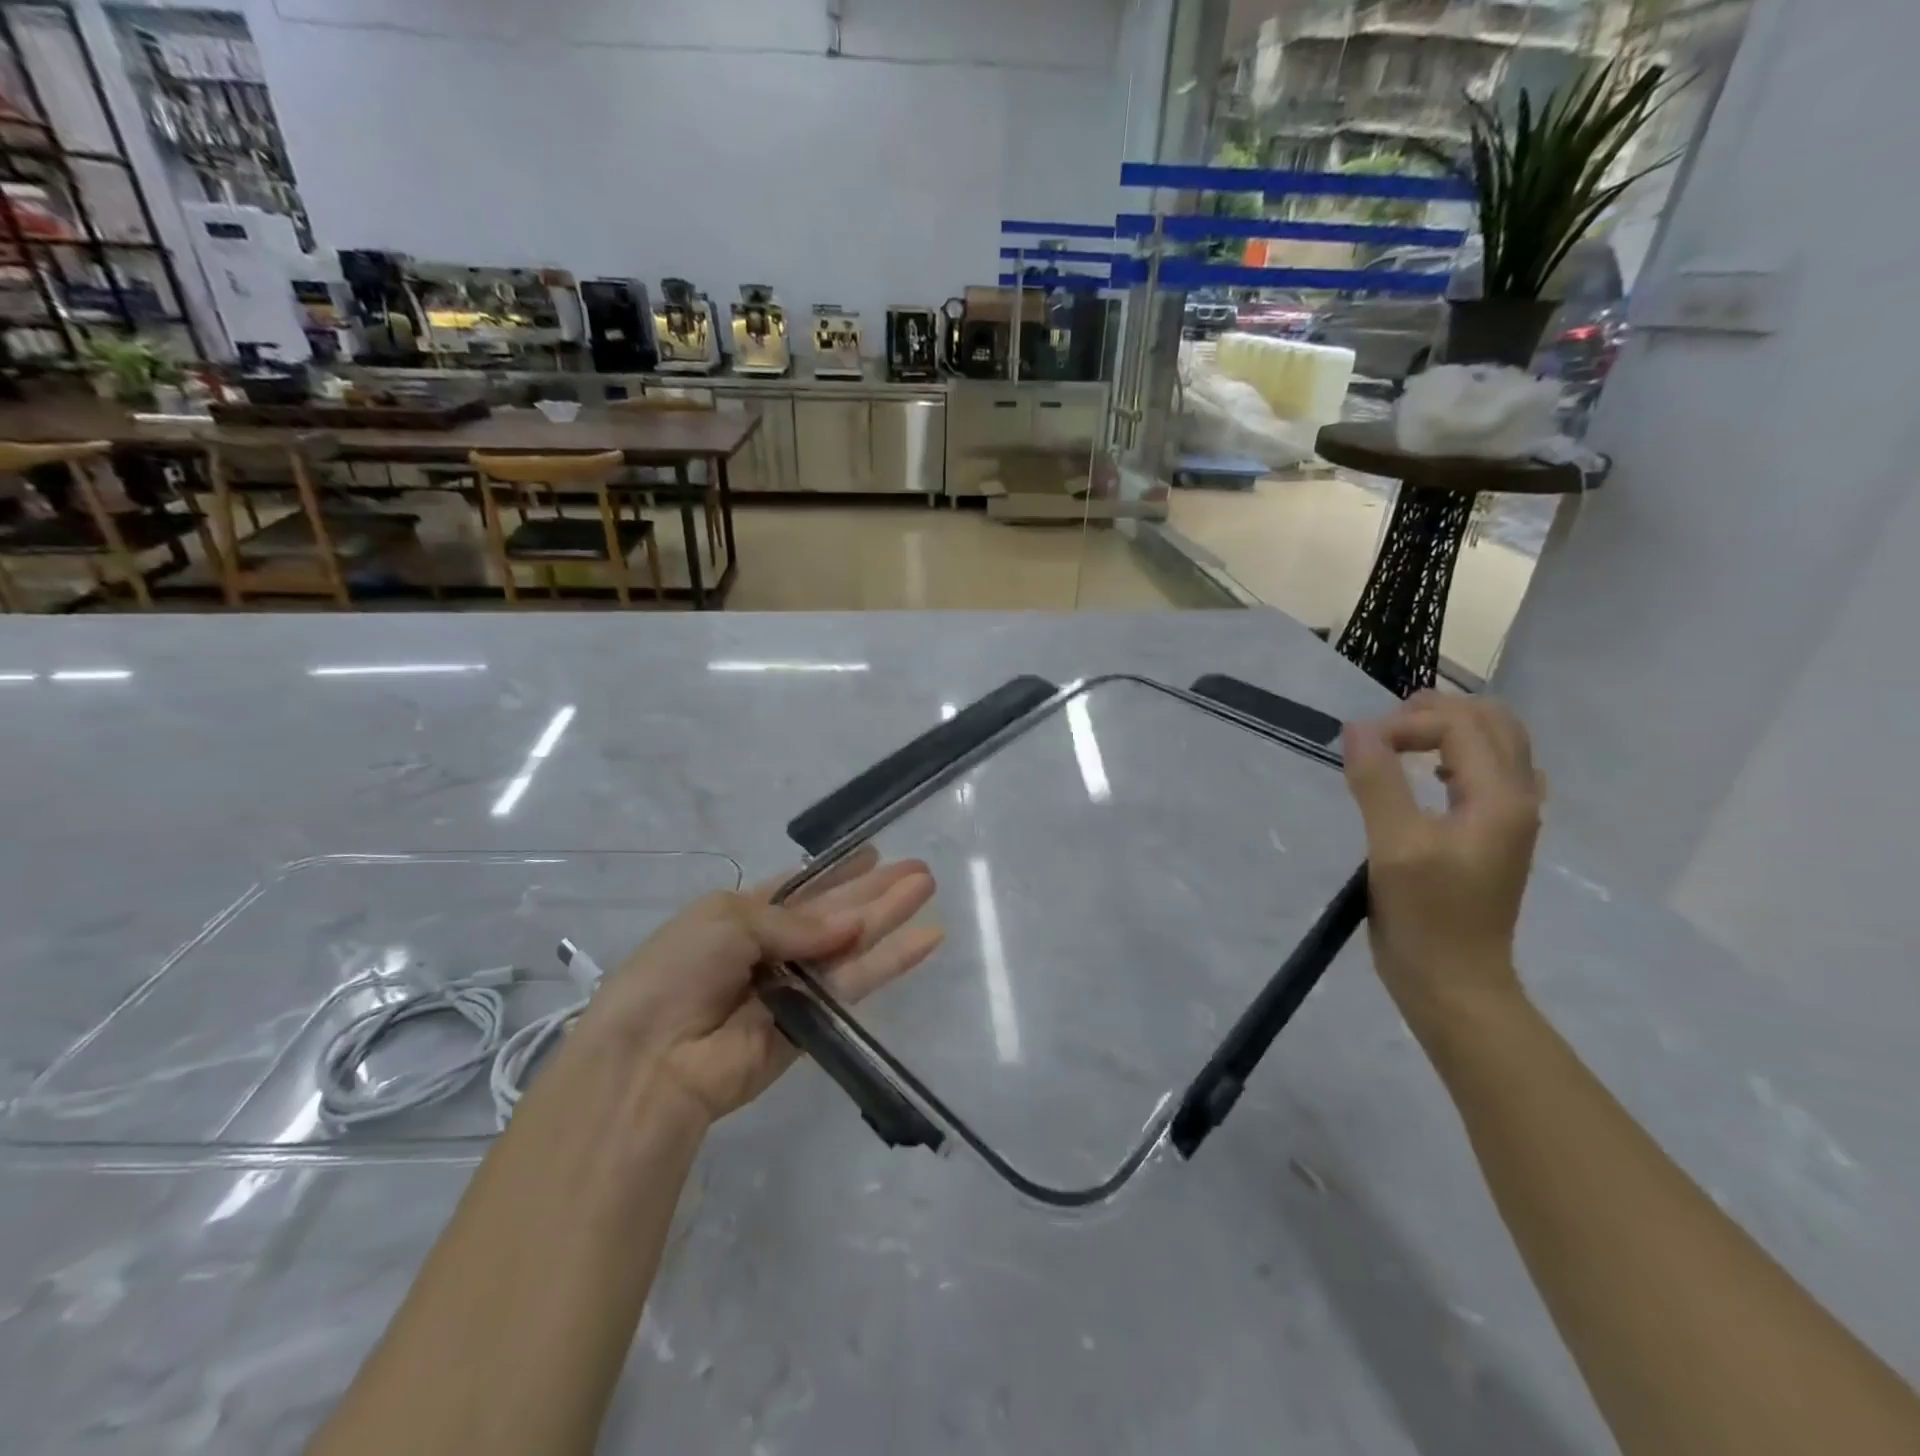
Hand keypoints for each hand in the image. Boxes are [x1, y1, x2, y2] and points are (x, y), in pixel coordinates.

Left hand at [577, 849, 940, 1124]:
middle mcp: (773, 949)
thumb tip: (851, 926)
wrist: (652, 1058)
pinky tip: (926, 938)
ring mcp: (795, 986)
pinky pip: (857, 985)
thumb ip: (796, 921)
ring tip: (928, 889)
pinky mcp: (814, 1024)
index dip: (837, 872)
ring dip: (891, 917)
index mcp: (743, 916)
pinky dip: (892, 962)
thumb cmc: (680, 969)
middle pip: (835, 913)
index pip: (801, 889)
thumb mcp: (729, 919)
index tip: (874, 853)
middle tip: (921, 869)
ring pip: (853, 945)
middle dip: (875, 890)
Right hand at [1341, 691, 1542, 1024]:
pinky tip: (1426, 777)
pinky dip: (1455, 758)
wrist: (1454, 982)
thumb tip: (1357, 729)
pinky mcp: (1493, 834)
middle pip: (1492, 722)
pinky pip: (1487, 772)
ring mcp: (1510, 817)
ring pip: (1494, 744)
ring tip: (1398, 745)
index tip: (1359, 749)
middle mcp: (1517, 798)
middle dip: (1435, 713)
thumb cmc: (1425, 916)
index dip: (1405, 724)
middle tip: (1382, 731)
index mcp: (1500, 797)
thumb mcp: (1393, 847)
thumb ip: (1377, 782)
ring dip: (1447, 732)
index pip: (1459, 725)